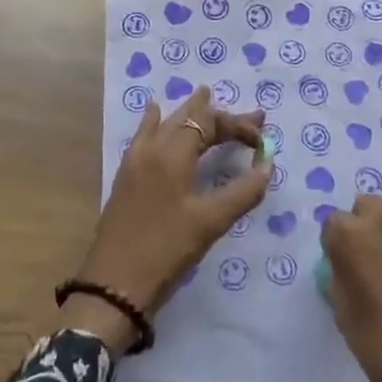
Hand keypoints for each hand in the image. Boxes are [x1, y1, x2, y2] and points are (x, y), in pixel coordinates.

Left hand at [62, 85, 270, 350]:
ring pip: (165, 123)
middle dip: (220, 115)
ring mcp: (134, 161)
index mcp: (172, 153)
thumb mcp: (211, 222)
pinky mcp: (126, 177)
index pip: (209, 123)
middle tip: (251, 116)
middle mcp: (151, 148)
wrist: (114, 284)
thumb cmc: (166, 250)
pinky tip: (154, 113)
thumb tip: (267, 164)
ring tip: (205, 97)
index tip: (262, 141)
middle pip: (188, 119)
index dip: (238, 126)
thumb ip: (244, 191)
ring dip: (190, 114)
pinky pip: (144, 135)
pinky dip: (157, 121)